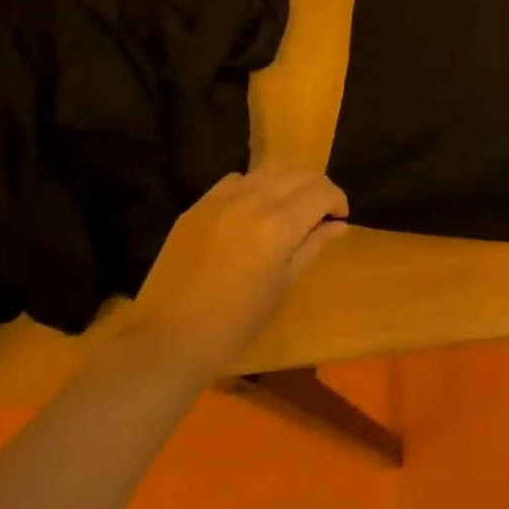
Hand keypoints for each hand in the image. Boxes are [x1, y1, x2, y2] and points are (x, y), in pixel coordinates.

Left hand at [124, 163, 348, 379]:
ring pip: (269, 169)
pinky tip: (252, 208)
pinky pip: (237, 179)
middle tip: (321, 211)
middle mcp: (254, 199)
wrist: (169, 339)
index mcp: (280, 224)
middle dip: (317, 188)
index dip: (337, 200)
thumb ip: (313, 246)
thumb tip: (339, 224)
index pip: (322, 192)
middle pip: (299, 173)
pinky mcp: (200, 204)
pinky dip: (255, 185)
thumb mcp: (283, 285)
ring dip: (288, 181)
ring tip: (290, 205)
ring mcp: (223, 198)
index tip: (340, 217)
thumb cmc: (235, 322)